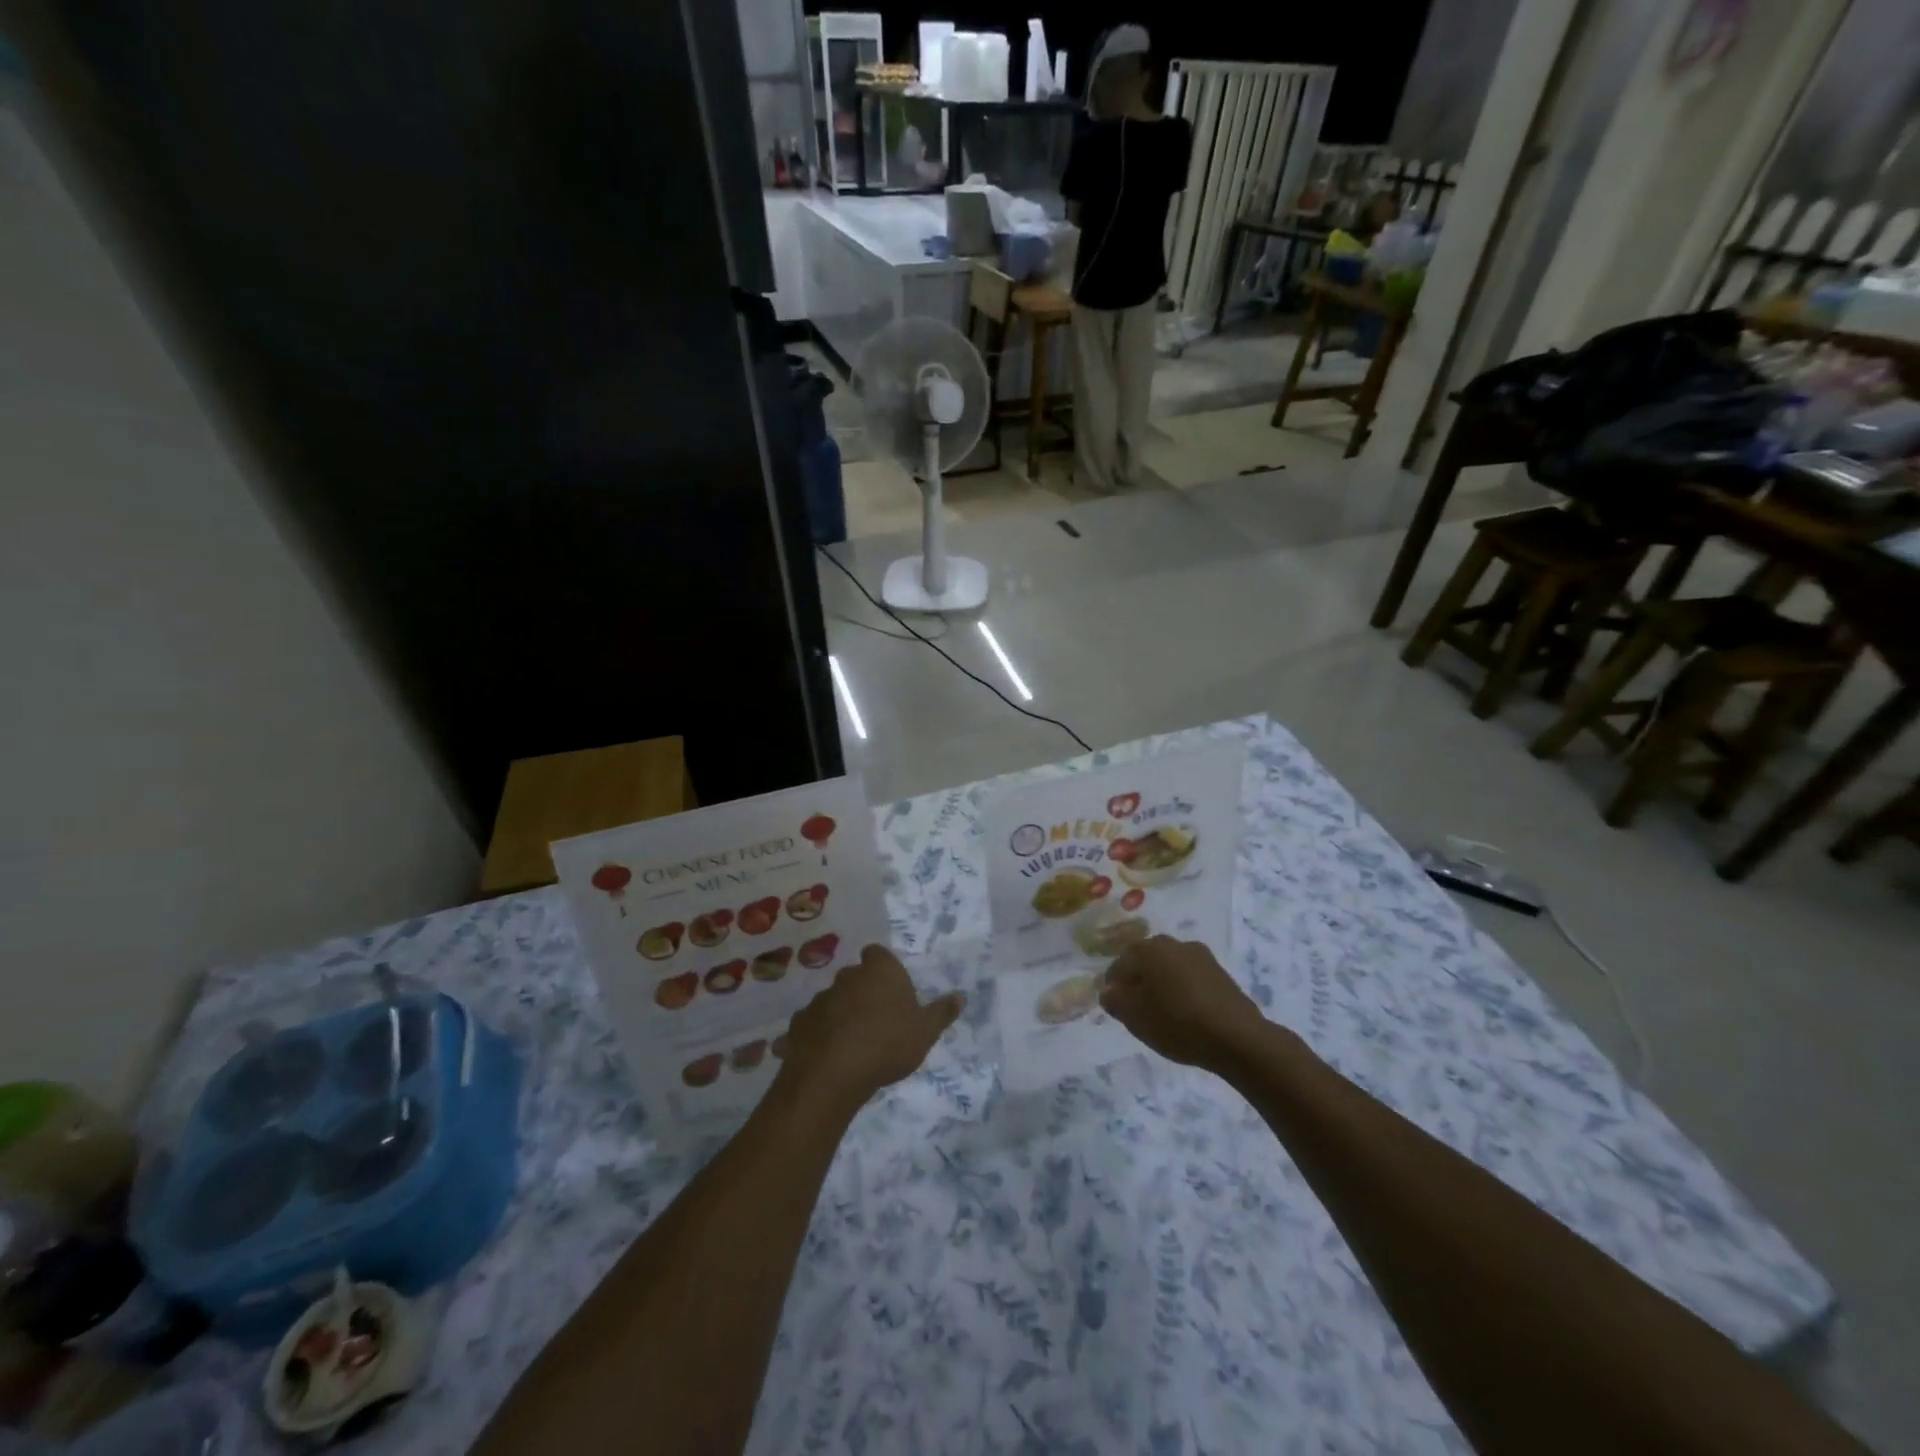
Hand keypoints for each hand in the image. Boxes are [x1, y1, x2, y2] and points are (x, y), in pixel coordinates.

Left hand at [778, 945, 964, 1115]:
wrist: (833, 1073)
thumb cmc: (888, 1044)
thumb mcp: (925, 1031)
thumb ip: (942, 1012)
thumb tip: (961, 996)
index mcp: (879, 971)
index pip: (878, 954)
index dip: (883, 967)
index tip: (891, 987)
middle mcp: (848, 977)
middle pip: (855, 976)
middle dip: (863, 991)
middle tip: (876, 1018)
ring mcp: (820, 999)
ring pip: (833, 1000)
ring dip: (840, 1013)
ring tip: (852, 1041)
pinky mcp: (799, 1023)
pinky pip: (812, 1024)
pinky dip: (819, 1034)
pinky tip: (827, 1055)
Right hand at [1100, 936, 1262, 1071]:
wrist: (1237, 1037)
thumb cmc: (1177, 1023)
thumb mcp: (1135, 1017)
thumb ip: (1115, 1001)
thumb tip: (1109, 992)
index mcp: (1149, 949)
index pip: (1120, 963)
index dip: (1113, 985)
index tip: (1115, 1006)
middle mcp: (1174, 943)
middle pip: (1146, 961)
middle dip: (1138, 982)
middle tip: (1136, 1009)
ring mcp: (1201, 956)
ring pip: (1170, 968)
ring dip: (1162, 985)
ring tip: (1162, 1013)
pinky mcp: (1221, 973)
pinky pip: (1190, 978)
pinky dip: (1183, 991)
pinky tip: (1185, 1014)